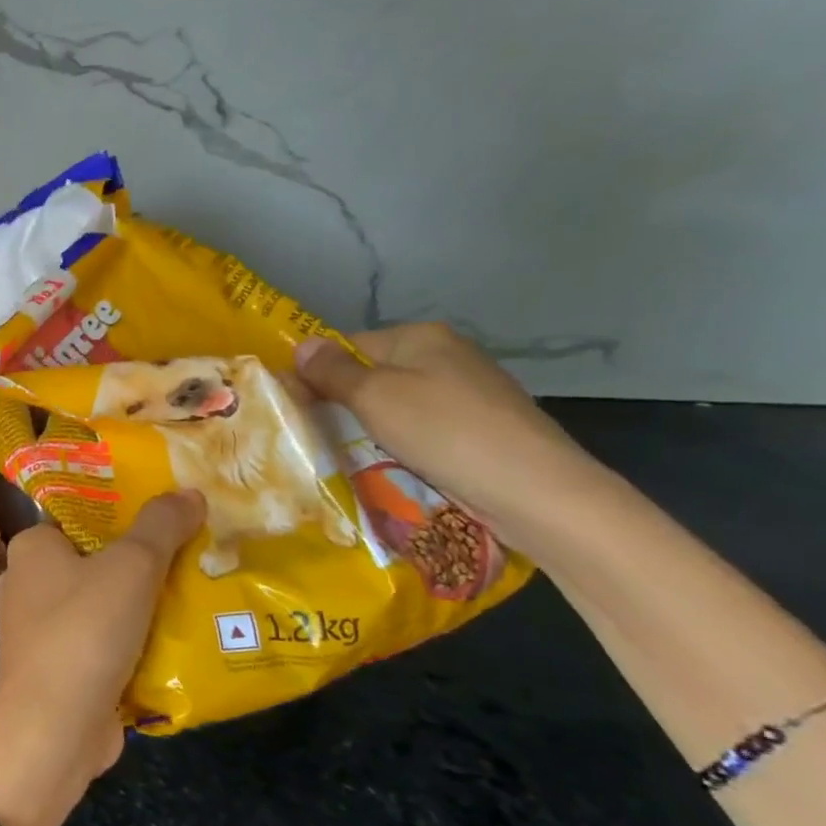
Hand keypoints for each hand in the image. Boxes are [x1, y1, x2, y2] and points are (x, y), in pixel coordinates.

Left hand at [0, 492, 206, 825]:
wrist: (54, 728)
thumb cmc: (84, 631)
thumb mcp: (131, 567)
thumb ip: (161, 526)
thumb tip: (189, 492)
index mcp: (31, 548)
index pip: (79, 515)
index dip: (124, 512)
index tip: (171, 513)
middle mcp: (27, 583)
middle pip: (95, 559)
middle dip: (143, 561)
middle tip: (196, 553)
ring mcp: (39, 629)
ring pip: (102, 603)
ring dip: (143, 604)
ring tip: (198, 592)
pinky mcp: (58, 667)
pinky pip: (102, 641)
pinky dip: (133, 641)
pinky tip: (177, 639)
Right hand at [294, 323, 601, 550]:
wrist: (532, 488)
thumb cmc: (443, 431)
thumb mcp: (374, 396)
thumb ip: (332, 371)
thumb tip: (300, 345)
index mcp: (420, 336)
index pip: (347, 346)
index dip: (317, 373)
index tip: (293, 407)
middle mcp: (446, 355)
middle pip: (372, 374)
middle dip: (343, 403)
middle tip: (313, 434)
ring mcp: (467, 391)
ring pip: (396, 404)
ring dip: (370, 427)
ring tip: (346, 453)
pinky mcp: (479, 427)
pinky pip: (421, 428)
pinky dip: (401, 443)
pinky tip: (391, 464)